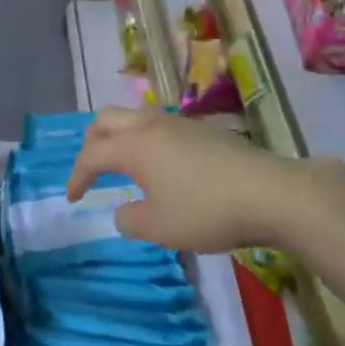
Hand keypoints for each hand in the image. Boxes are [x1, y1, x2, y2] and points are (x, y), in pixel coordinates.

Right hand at [67, 107, 304, 252]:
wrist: (271, 193)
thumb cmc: (207, 210)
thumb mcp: (160, 228)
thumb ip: (130, 220)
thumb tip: (124, 210)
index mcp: (134, 146)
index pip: (92, 154)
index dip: (77, 176)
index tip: (73, 199)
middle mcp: (151, 125)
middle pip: (106, 119)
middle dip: (91, 143)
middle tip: (91, 170)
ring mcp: (179, 123)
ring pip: (133, 117)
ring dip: (118, 137)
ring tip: (122, 166)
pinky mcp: (202, 130)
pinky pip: (158, 125)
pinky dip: (144, 140)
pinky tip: (159, 167)